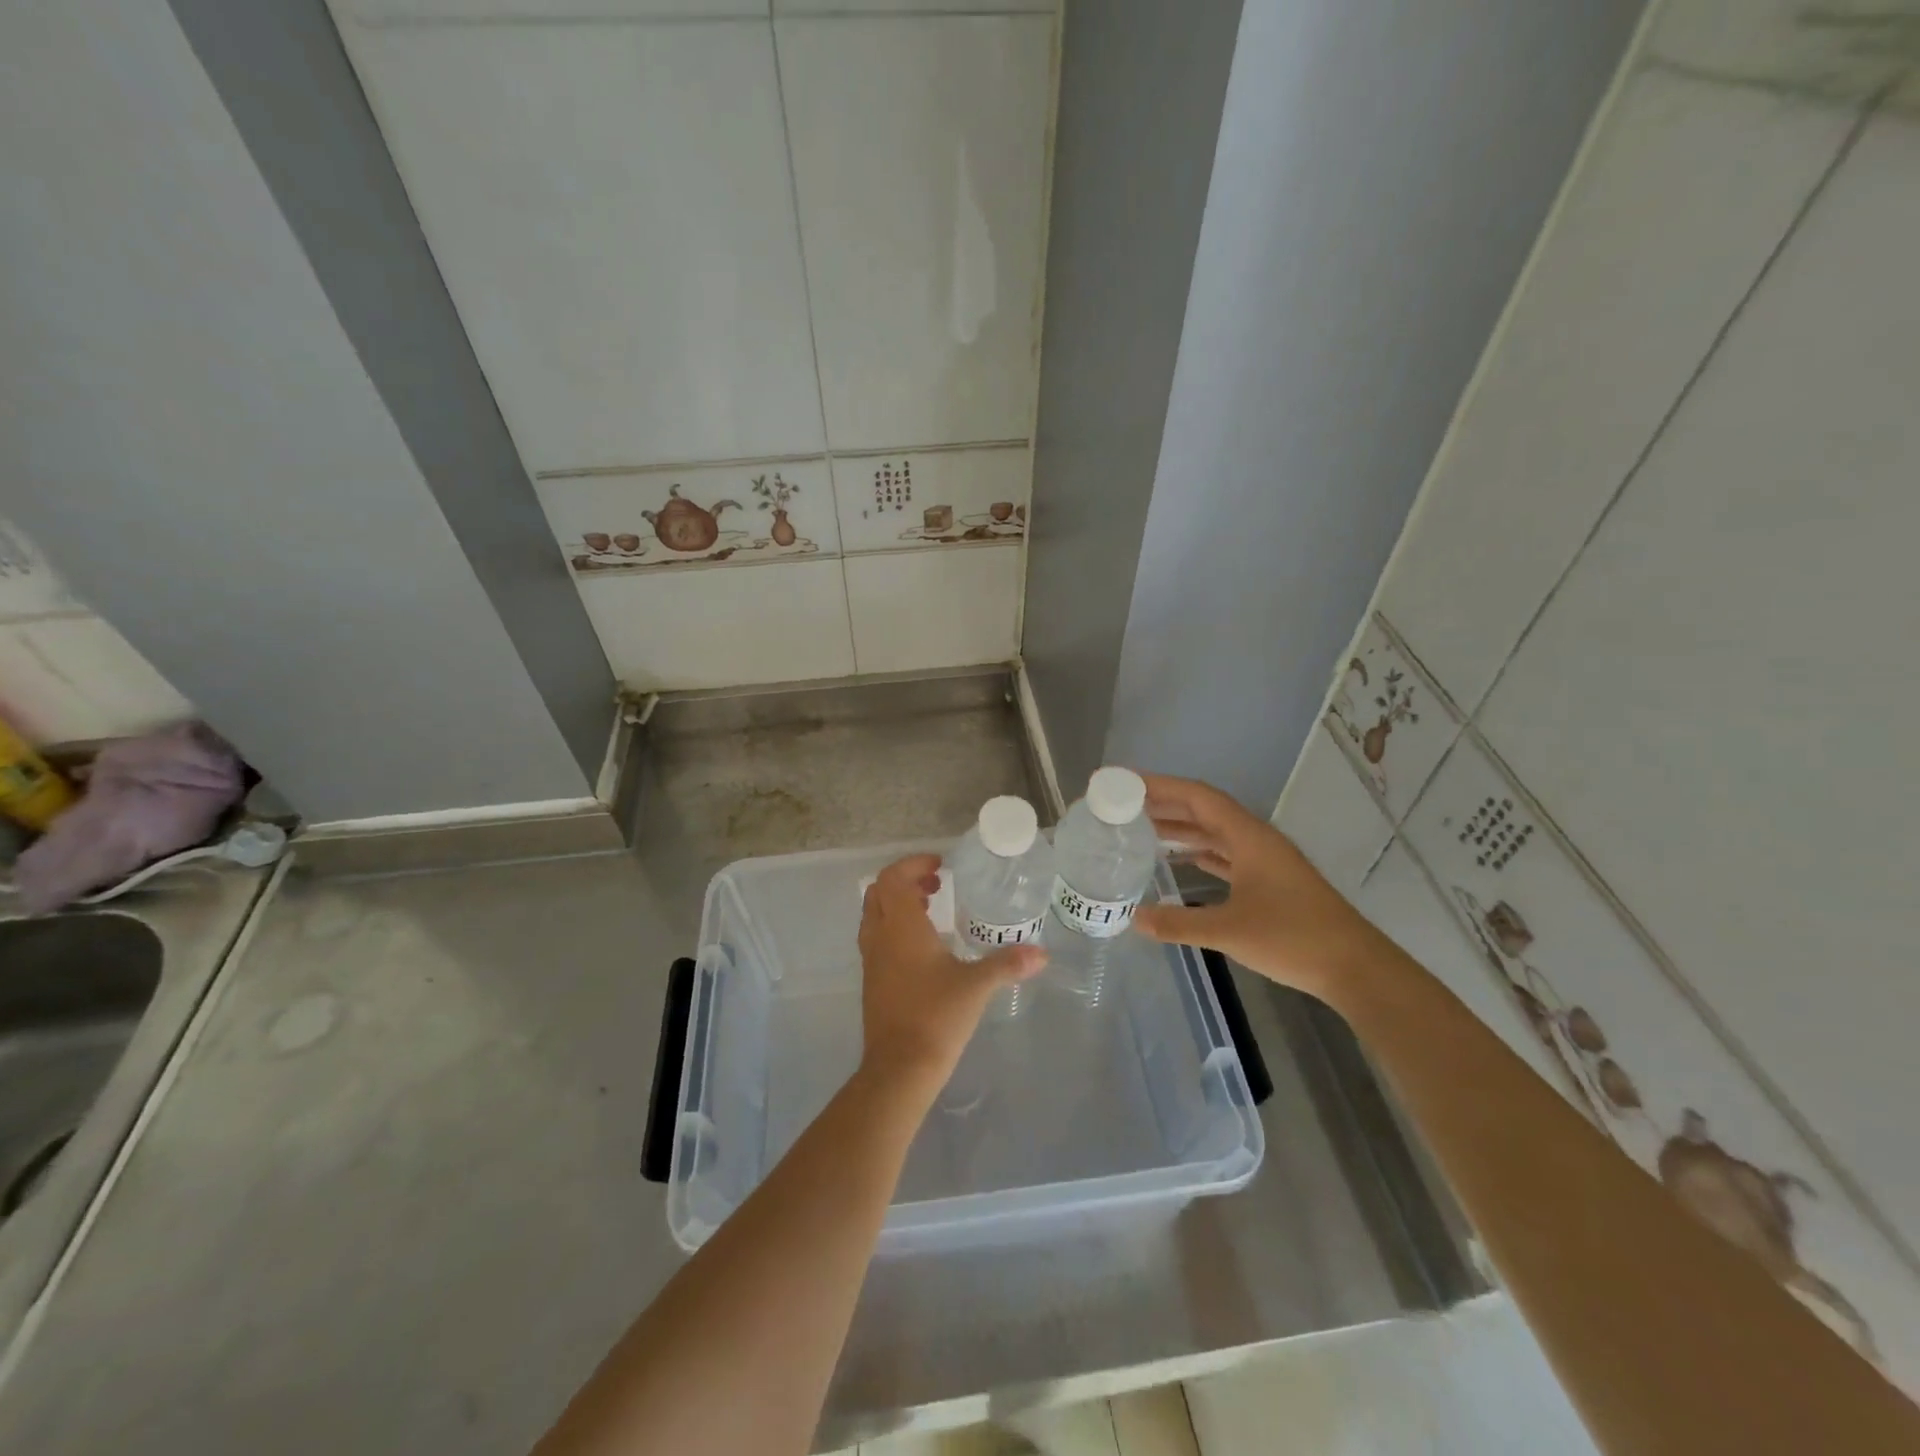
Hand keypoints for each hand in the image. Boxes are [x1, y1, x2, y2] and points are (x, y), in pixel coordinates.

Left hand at [856, 854, 1044, 1095]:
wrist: (899, 1068)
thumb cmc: (936, 1017)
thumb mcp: (977, 986)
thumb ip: (1008, 964)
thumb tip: (1042, 953)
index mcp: (900, 927)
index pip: (892, 878)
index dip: (912, 864)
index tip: (940, 866)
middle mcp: (880, 937)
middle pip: (878, 892)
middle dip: (904, 881)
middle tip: (935, 884)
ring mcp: (871, 960)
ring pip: (874, 915)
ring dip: (897, 904)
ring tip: (930, 910)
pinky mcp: (872, 981)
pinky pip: (877, 938)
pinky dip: (894, 928)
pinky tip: (923, 948)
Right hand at [1131, 773, 1407, 1007]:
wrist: (1354, 966)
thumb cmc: (1293, 938)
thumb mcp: (1229, 931)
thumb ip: (1179, 923)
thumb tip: (1134, 919)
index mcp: (1248, 837)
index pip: (1198, 797)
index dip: (1160, 786)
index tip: (1125, 783)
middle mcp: (1255, 840)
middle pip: (1204, 810)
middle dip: (1164, 804)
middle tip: (1123, 804)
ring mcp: (1265, 860)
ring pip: (1215, 832)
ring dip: (1181, 828)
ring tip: (1141, 829)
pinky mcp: (1269, 881)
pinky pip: (1225, 854)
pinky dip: (1200, 851)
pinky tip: (1180, 860)